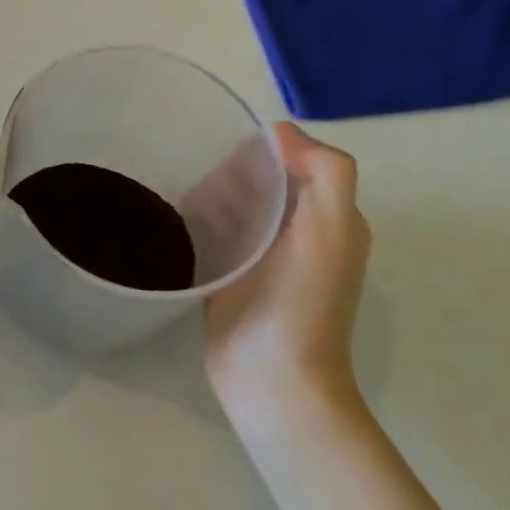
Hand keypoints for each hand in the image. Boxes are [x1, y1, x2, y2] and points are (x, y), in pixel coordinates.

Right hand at [205, 123, 370, 434]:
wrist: (271, 379)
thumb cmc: (303, 302)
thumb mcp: (332, 229)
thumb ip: (326, 172)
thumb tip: (280, 130)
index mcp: (328, 218)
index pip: (293, 160)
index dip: (264, 149)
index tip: (228, 150)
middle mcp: (297, 232)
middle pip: (259, 179)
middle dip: (231, 171)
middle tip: (201, 180)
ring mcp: (261, 256)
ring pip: (232, 203)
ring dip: (210, 193)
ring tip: (183, 198)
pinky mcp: (229, 273)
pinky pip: (212, 231)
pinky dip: (197, 219)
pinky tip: (176, 218)